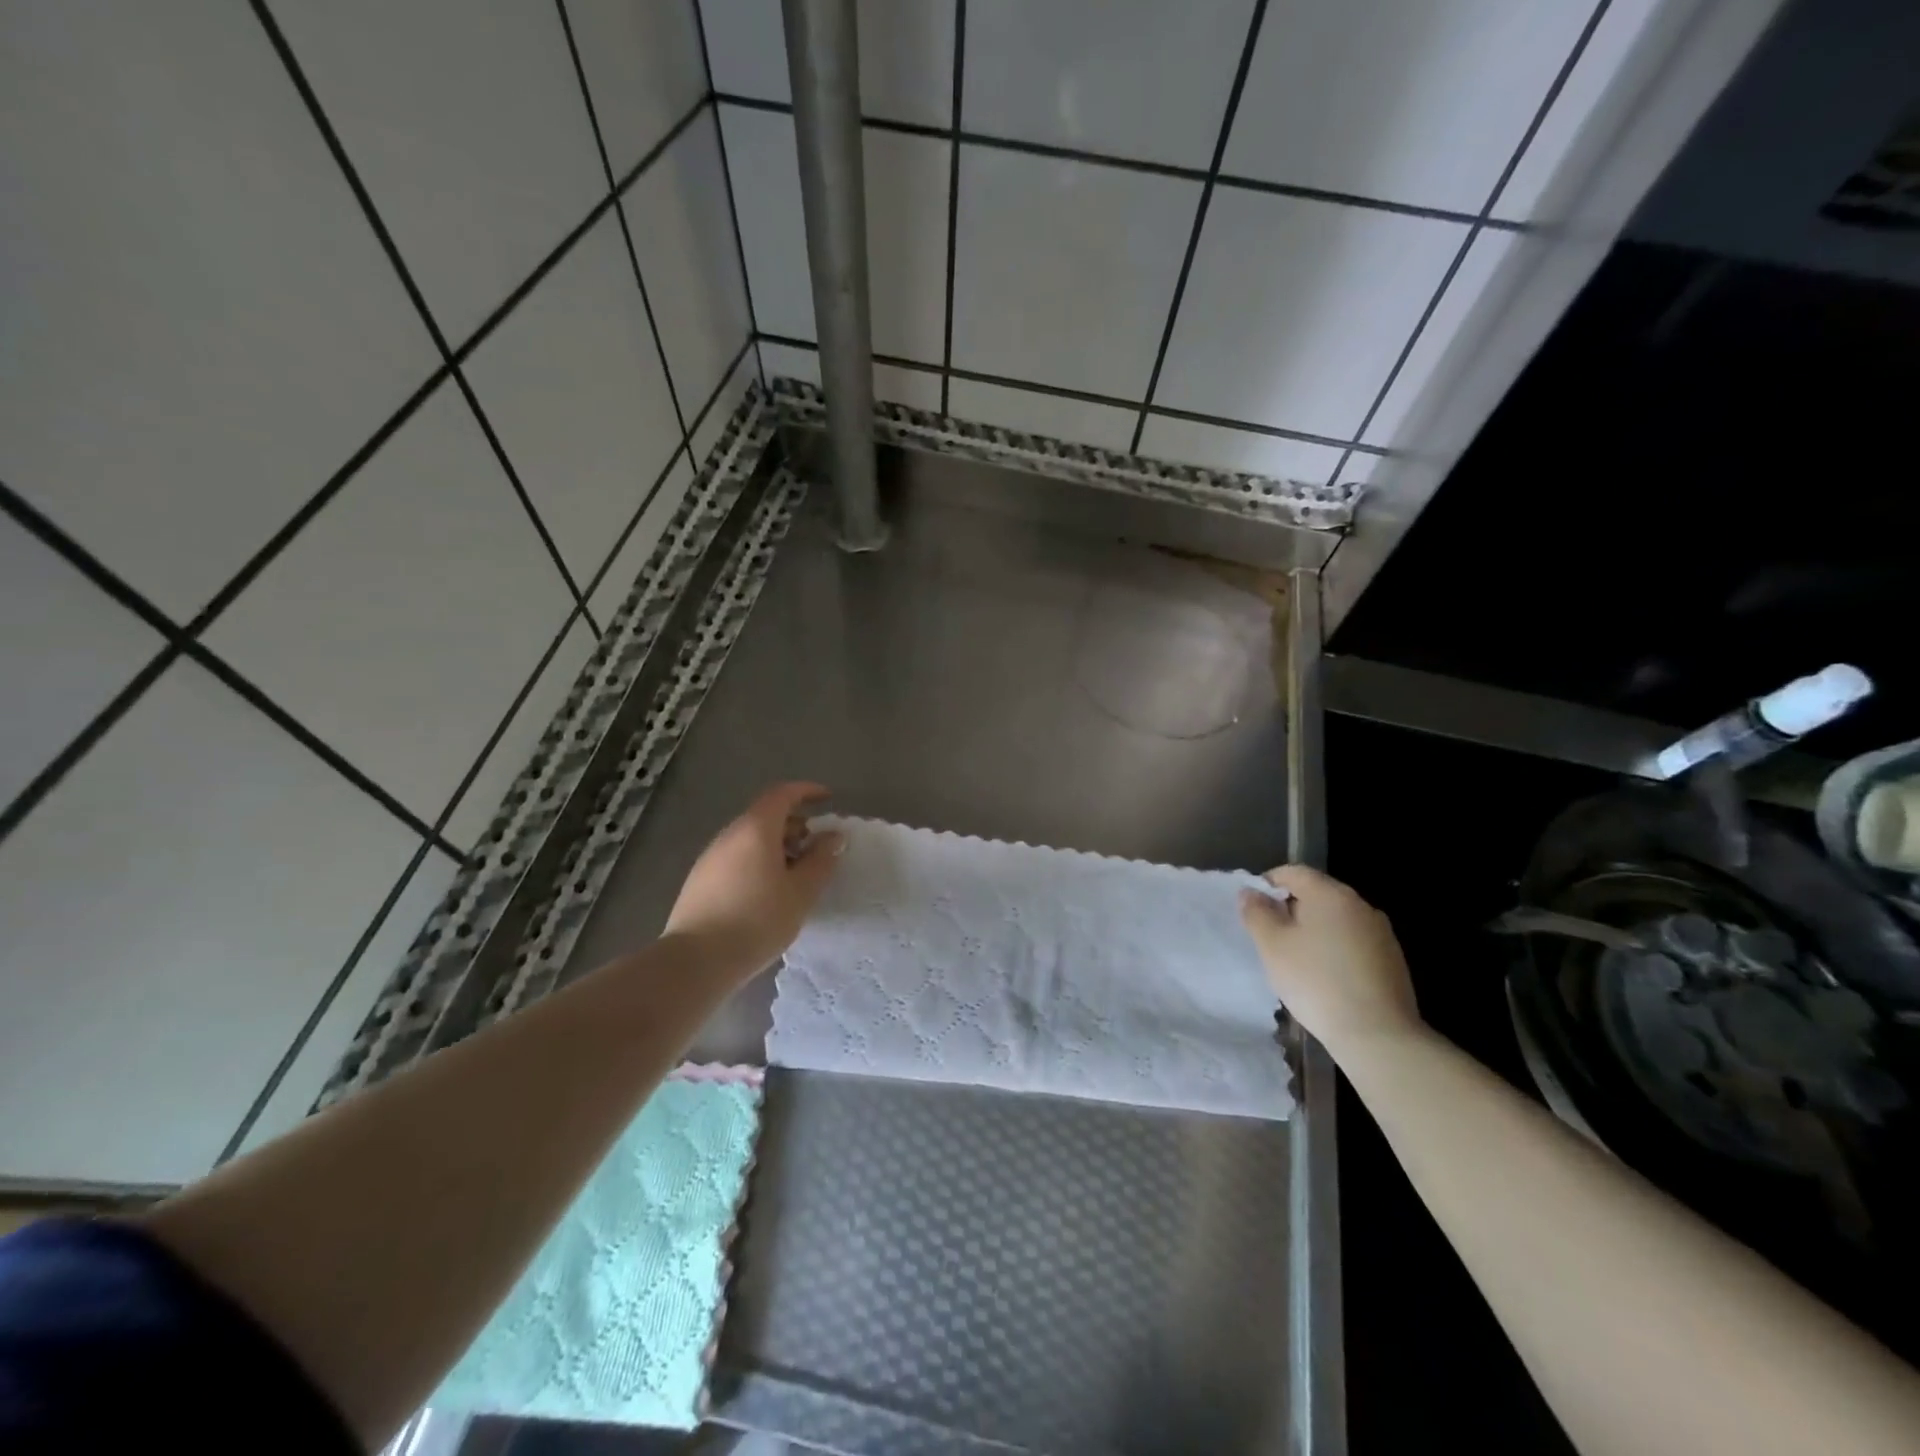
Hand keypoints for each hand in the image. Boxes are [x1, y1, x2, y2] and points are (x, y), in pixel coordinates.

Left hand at [664, 782, 844, 975]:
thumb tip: (833, 836)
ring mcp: (710, 857)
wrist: (695, 962)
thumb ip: (821, 860)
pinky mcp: (699, 881)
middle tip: (816, 848)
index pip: (782, 794)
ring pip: (750, 838)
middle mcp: (729, 835)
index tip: (828, 800)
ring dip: (776, 846)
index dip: (807, 791)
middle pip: (765, 816)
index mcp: (755, 829)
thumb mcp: (801, 892)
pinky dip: (758, 861)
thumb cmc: (757, 920)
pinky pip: (736, 857)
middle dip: (795, 824)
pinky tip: (767, 893)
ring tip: (795, 875)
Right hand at [1240, 865, 1420, 1056]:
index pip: (1293, 872)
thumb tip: (1251, 892)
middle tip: (1271, 938)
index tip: (1254, 910)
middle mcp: (1360, 904)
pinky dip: (1334, 949)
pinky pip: (1353, 942)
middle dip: (1290, 909)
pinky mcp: (1392, 959)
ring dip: (1313, 930)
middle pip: (1316, 893)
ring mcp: (1381, 932)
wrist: (1378, 1035)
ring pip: (1335, 919)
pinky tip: (1326, 977)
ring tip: (1297, 960)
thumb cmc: (1316, 982)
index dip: (1267, 884)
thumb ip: (1256, 912)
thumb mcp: (1272, 945)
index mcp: (1330, 894)